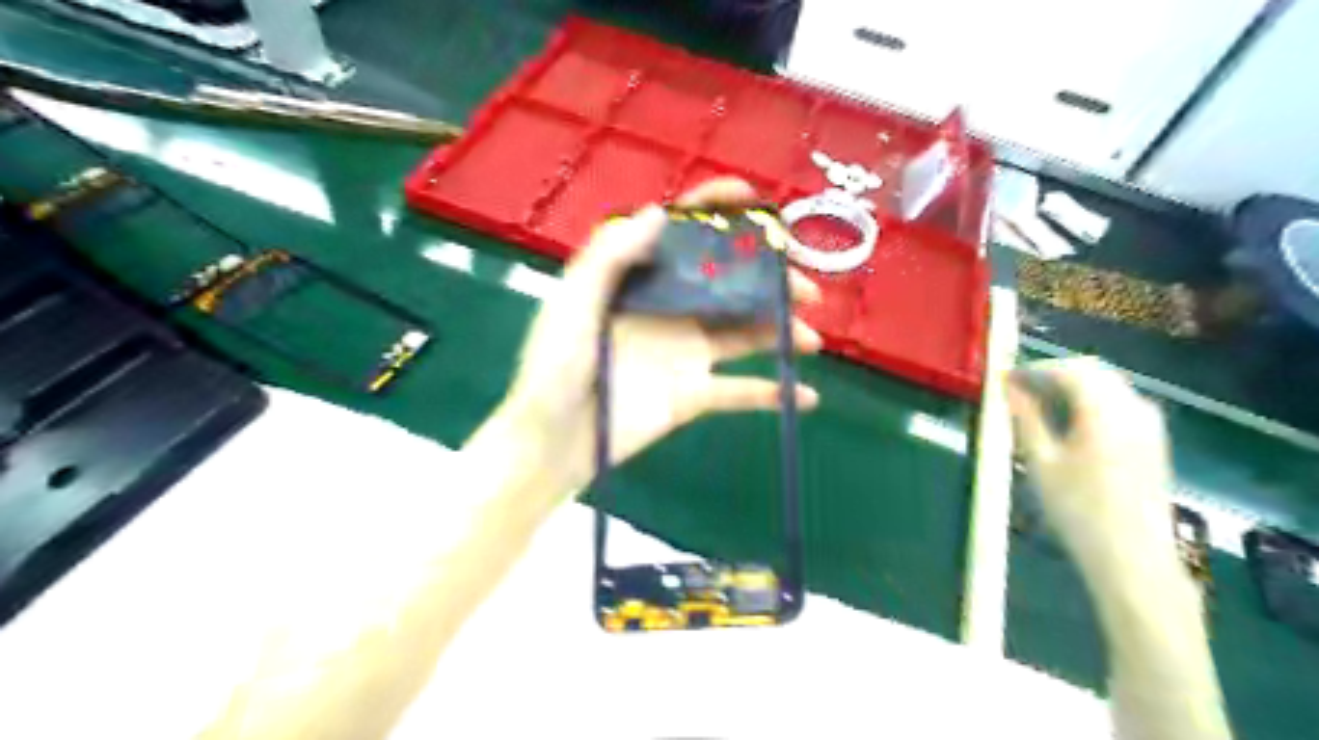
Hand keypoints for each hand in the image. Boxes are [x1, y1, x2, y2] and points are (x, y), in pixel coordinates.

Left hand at [498, 180, 819, 497]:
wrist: (552, 443)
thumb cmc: (553, 369)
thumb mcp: (572, 306)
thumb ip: (611, 259)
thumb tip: (657, 212)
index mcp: (638, 281)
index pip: (681, 235)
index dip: (715, 211)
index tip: (753, 199)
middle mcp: (667, 310)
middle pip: (727, 284)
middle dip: (768, 280)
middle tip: (805, 287)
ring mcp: (683, 354)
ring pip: (742, 334)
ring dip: (779, 331)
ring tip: (811, 337)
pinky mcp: (691, 395)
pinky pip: (737, 392)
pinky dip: (771, 393)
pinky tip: (807, 395)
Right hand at [1006, 358, 1179, 577]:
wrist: (1132, 556)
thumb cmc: (1078, 509)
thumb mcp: (1041, 462)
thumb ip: (1026, 418)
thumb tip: (1010, 388)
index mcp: (1105, 411)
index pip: (1069, 370)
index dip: (1034, 369)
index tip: (1005, 378)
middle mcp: (1133, 408)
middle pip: (1093, 371)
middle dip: (1054, 373)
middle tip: (1019, 388)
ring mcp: (1149, 425)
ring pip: (1109, 386)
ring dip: (1073, 386)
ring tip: (1038, 404)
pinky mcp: (1153, 441)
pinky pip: (1120, 403)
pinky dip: (1091, 401)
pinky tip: (1069, 422)